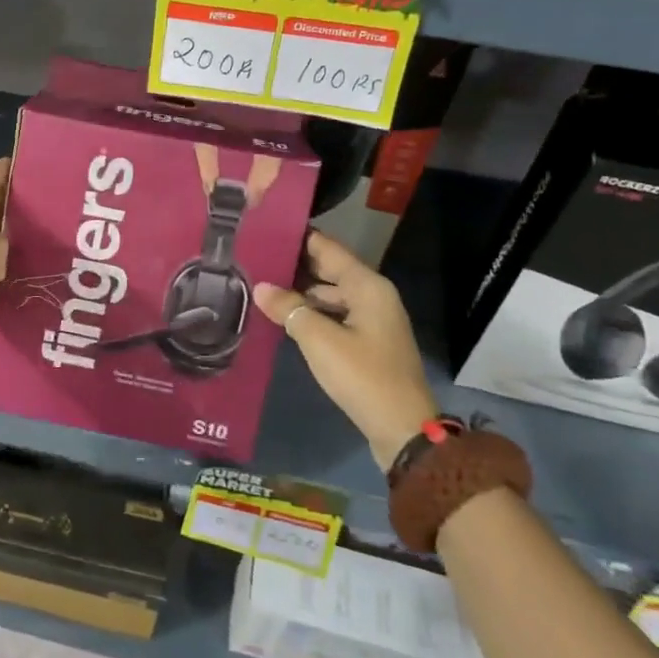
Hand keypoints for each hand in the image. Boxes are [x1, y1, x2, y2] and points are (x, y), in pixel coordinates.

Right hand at [254, 229, 437, 469]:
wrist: (402, 428)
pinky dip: (312, 311)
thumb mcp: (319, 340)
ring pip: (331, 294)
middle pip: (330, 269)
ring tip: (263, 285)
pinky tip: (285, 316)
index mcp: (367, 286)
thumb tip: (261, 287)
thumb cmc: (362, 376)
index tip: (266, 229)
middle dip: (295, 264)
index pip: (328, 248)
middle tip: (256, 257)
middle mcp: (373, 295)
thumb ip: (289, 309)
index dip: (298, 237)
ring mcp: (372, 320)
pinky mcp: (368, 342)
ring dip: (301, 291)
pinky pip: (335, 314)